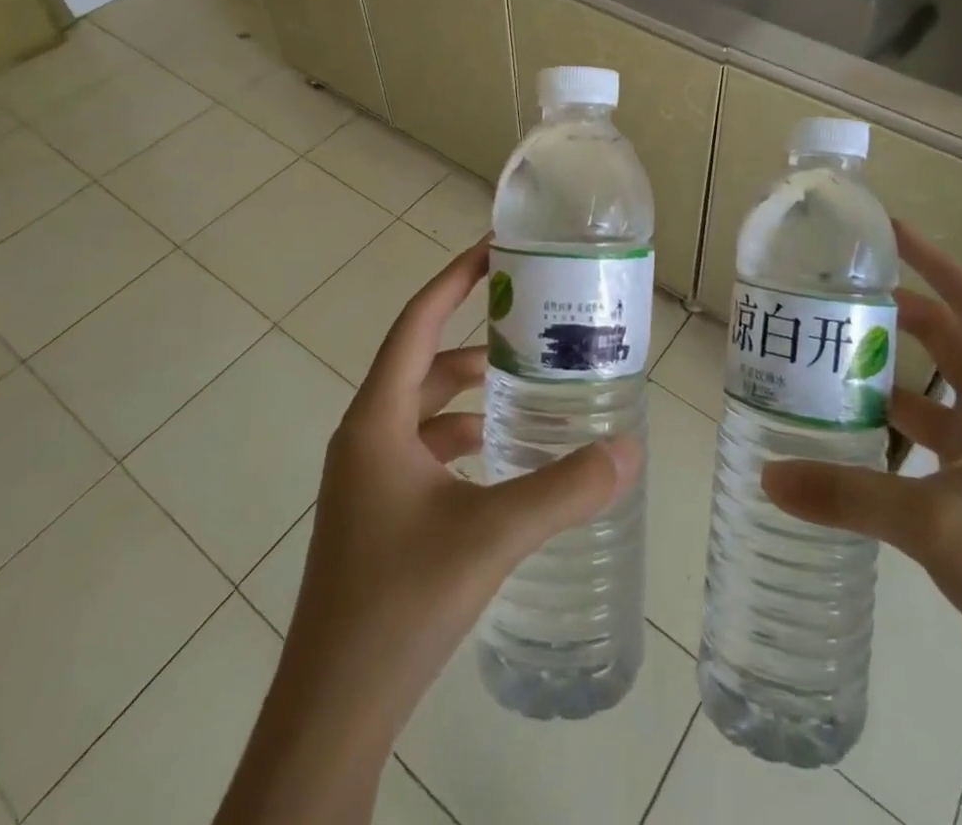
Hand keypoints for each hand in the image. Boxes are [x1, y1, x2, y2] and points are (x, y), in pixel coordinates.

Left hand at [216, 238, 640, 824]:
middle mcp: (366, 437)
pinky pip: (424, 451)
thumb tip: (629, 450)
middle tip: (530, 322)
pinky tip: (503, 455)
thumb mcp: (491, 535)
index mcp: (377, 420)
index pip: (416, 323)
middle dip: (474, 339)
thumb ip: (564, 489)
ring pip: (425, 411)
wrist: (331, 711)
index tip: (493, 250)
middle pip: (423, 363)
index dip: (453, 280)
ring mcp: (368, 479)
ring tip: (528, 386)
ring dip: (470, 393)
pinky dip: (462, 438)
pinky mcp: (378, 514)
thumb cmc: (399, 602)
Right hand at [762, 223, 961, 712]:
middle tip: (838, 298)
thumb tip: (768, 476)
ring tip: (829, 359)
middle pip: (950, 344)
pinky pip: (928, 445)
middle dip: (900, 315)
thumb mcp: (937, 522)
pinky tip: (847, 436)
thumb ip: (849, 494)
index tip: (886, 232)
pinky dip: (891, 432)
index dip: (933, 262)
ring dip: (891, 376)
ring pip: (935, 396)